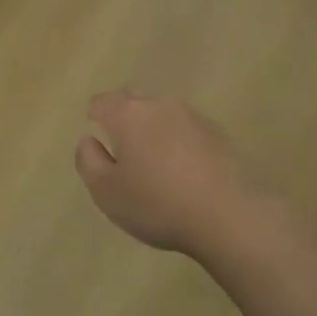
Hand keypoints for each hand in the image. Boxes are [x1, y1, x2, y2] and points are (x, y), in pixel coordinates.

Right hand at [74, 91, 256, 258]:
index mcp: (128, 115)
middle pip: (134, 100)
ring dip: (154, 128)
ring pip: (163, 114)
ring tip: (153, 158)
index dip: (95, 113)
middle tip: (121, 143)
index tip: (95, 129)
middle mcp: (160, 105)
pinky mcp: (218, 134)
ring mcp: (193, 117)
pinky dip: (178, 141)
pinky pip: (187, 130)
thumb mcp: (107, 192)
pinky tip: (182, 168)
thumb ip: (89, 162)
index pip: (103, 101)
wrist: (229, 214)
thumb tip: (88, 140)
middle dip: (124, 115)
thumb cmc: (157, 203)